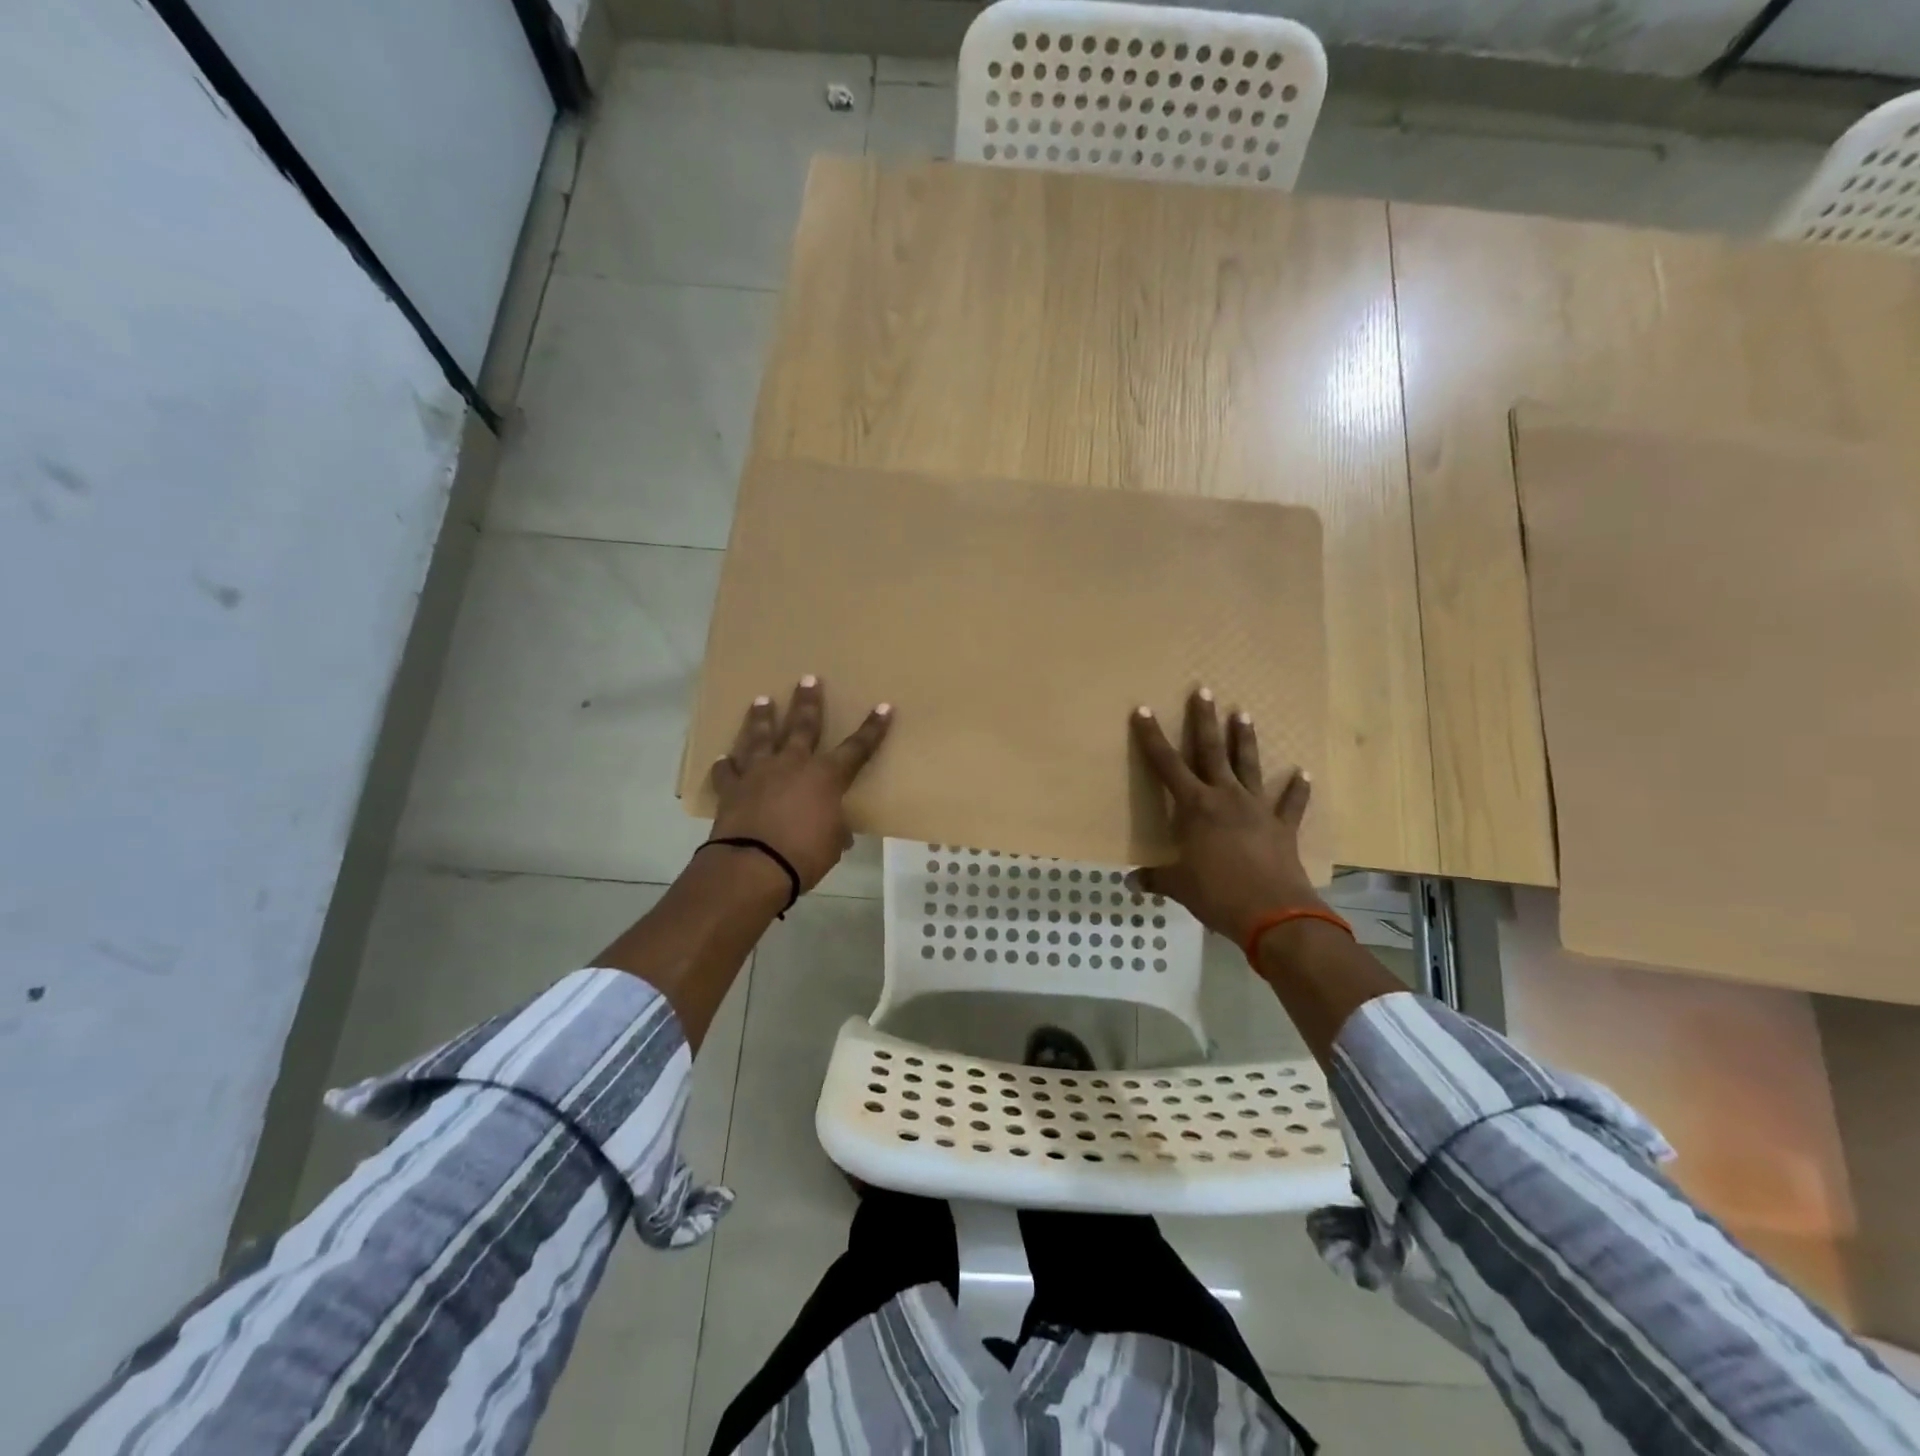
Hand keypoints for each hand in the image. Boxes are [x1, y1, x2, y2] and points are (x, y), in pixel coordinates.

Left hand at [709, 677, 891, 892]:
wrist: (753, 866)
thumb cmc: (804, 855)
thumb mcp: (833, 844)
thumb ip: (836, 829)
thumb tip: (839, 831)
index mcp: (825, 777)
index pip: (856, 748)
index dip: (872, 729)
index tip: (883, 707)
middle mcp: (792, 765)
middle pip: (802, 726)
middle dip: (808, 702)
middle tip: (808, 678)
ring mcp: (758, 773)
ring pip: (760, 738)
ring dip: (761, 718)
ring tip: (762, 700)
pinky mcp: (732, 790)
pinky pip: (727, 773)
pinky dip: (726, 766)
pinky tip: (723, 759)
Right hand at [1130, 688, 1322, 945]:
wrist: (1274, 914)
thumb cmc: (1217, 894)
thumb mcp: (1179, 886)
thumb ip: (1155, 879)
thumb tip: (1130, 882)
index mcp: (1195, 807)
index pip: (1166, 765)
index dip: (1151, 737)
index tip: (1143, 710)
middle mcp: (1225, 798)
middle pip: (1211, 751)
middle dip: (1204, 720)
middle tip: (1203, 690)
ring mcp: (1257, 809)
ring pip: (1248, 766)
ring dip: (1245, 739)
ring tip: (1243, 713)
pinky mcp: (1282, 827)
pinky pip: (1290, 803)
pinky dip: (1297, 789)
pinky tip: (1304, 773)